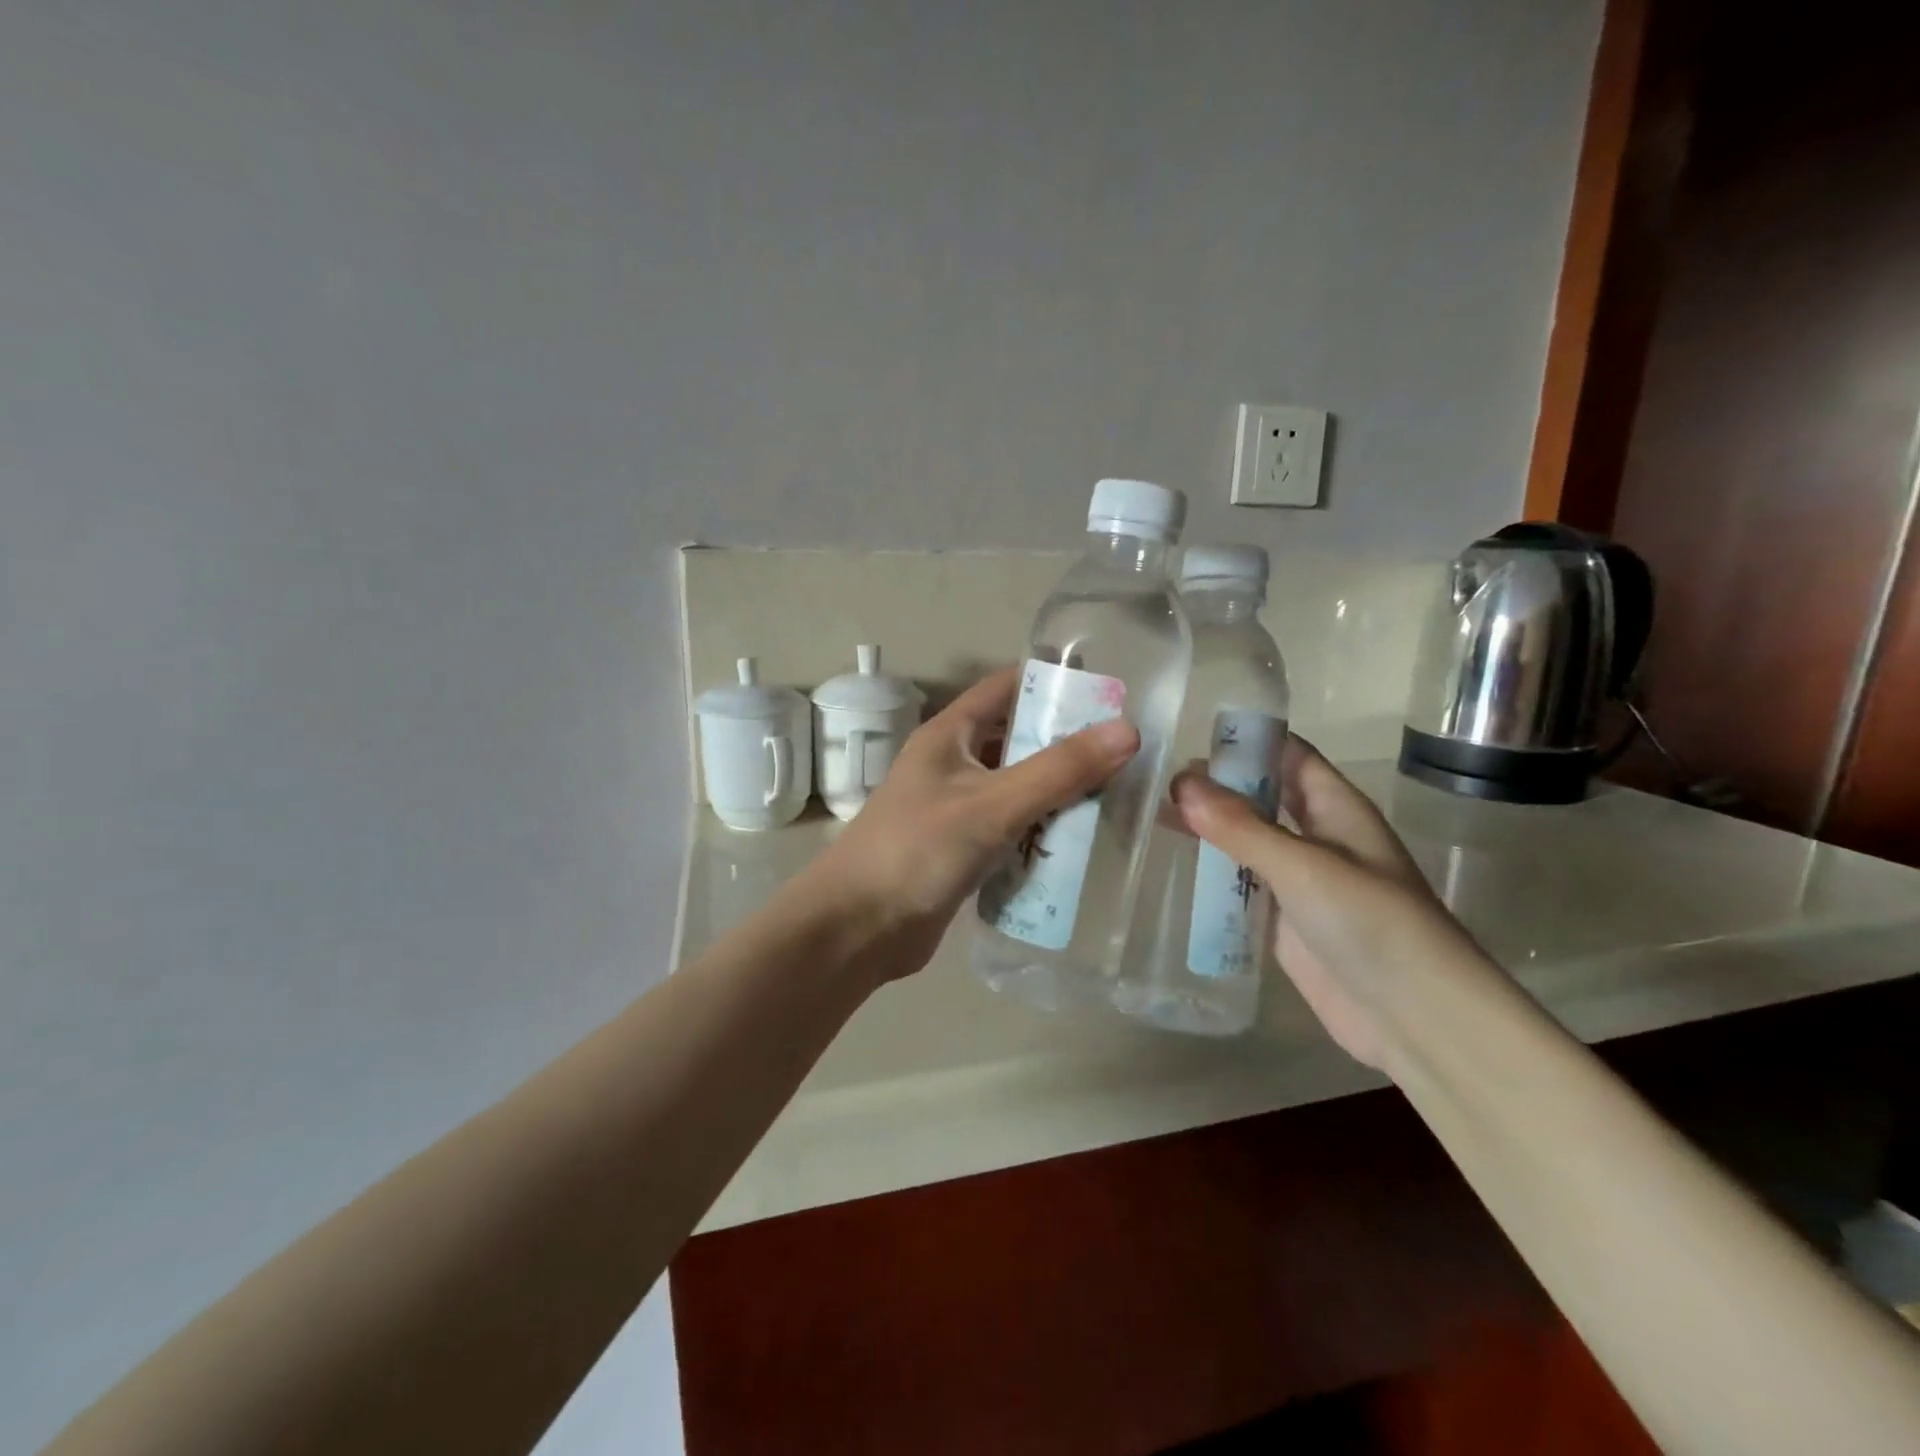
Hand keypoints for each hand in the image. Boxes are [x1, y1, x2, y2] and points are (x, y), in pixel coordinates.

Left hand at [799, 666, 1139, 982]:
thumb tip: (1127, 730)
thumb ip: (1059, 770)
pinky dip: (1042, 834)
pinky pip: (1012, 831)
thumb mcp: (992, 804)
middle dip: (1067, 747)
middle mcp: (952, 765)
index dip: (1054, 684)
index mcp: (950, 735)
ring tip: (1117, 799)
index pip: (1006, 688)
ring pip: (1018, 789)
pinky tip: (1081, 846)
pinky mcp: (962, 851)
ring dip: (1059, 795)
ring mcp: (956, 810)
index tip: (1109, 692)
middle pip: (1018, 741)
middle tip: (1127, 756)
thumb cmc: (918, 850)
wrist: (857, 929)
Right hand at [1173, 735, 1479, 1067]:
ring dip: (1209, 828)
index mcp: (1336, 808)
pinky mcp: (1283, 921)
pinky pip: (1241, 886)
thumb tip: (1180, 781)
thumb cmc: (1371, 923)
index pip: (1289, 754)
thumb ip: (1241, 826)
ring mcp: (1299, 881)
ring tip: (1152, 814)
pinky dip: (1211, 873)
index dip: (1248, 739)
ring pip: (1247, 841)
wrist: (1413, 1016)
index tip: (1190, 731)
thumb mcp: (1303, 865)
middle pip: (1262, 796)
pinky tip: (1173, 866)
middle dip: (1217, 784)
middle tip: (1157, 777)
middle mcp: (1317, 837)